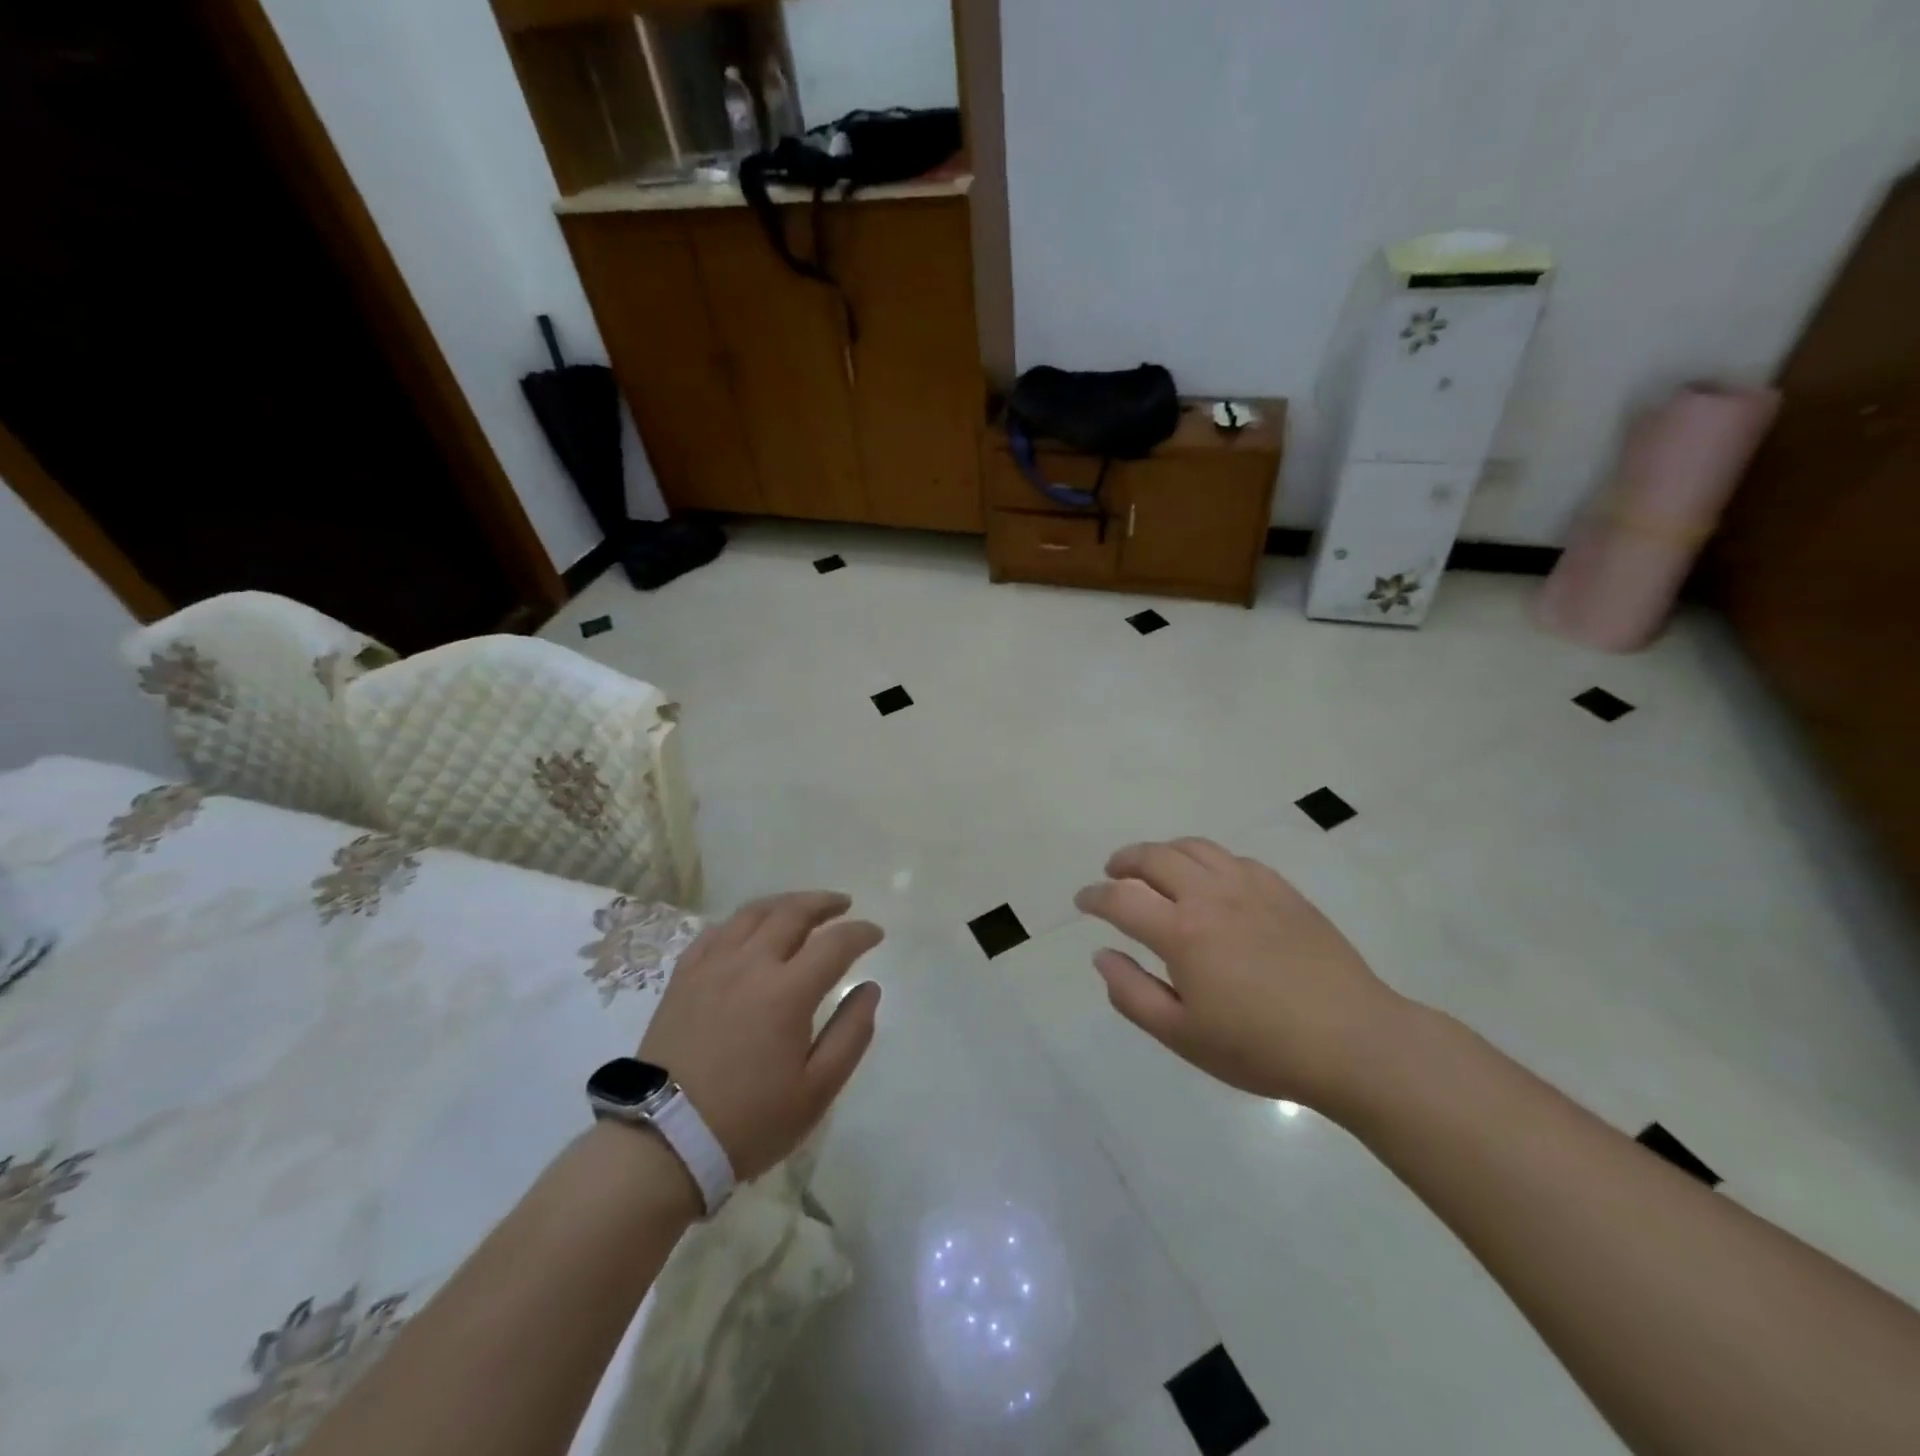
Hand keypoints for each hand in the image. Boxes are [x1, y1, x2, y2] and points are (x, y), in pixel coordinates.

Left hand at [639, 892, 881, 1181]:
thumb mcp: (817, 1090)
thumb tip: (870, 989)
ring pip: (753, 913)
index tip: (875, 933)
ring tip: (801, 908)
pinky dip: (742, 921)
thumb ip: (851, 1034)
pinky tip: (749, 929)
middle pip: (792, 913)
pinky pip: (716, 931)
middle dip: (824, 903)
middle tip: (843, 905)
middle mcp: (750, 965)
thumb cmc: (749, 1121)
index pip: (835, 943)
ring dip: (784, 904)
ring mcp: (712, 966)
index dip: (860, 932)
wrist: (664, 1142)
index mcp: (788, 992)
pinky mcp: (683, 977)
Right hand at [1075, 839, 1406, 1111]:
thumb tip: (1102, 954)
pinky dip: (1206, 860)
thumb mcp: (1182, 1035)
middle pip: (1154, 857)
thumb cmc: (1260, 1047)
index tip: (1082, 901)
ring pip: (1194, 847)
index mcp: (1181, 932)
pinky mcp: (1282, 890)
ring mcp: (1250, 886)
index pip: (1121, 899)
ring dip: (1163, 852)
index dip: (1094, 897)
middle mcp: (1210, 895)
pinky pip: (1233, 858)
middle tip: (1112, 874)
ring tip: (1154, 867)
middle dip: (1124, 861)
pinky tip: (1209, 879)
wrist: (1353, 1041)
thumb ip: (1132, 993)